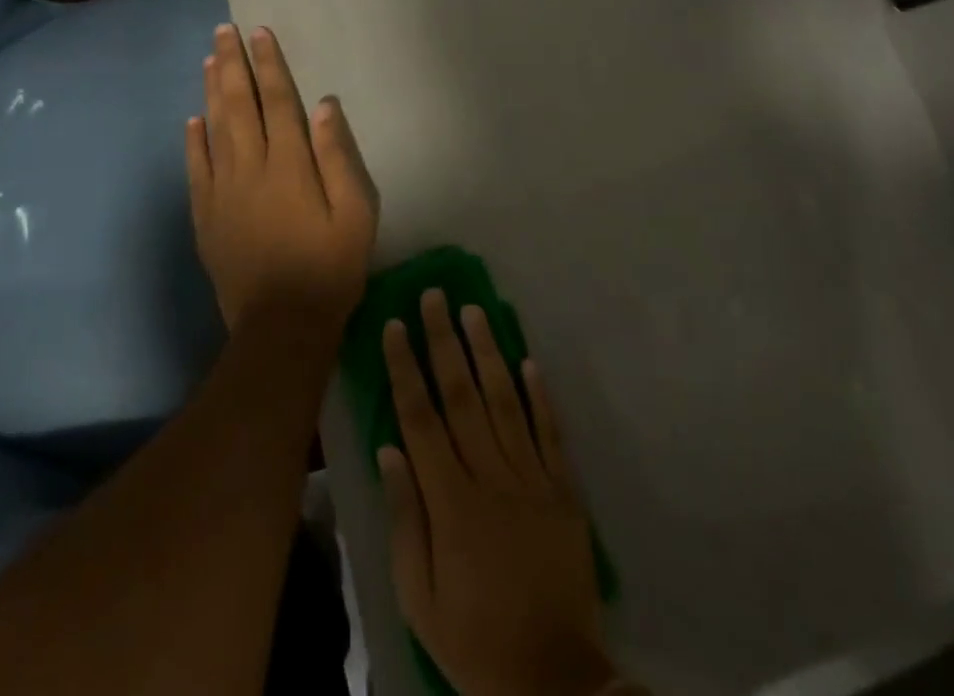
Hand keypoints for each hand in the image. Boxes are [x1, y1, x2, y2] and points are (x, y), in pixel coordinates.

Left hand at [186, 24, 378, 337]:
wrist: (282, 325)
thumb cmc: (330, 266)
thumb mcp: (356, 213)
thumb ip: (338, 157)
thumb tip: (324, 106)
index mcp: (290, 163)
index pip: (277, 100)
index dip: (269, 64)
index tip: (259, 33)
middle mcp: (251, 167)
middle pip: (238, 105)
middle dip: (232, 64)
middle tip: (224, 31)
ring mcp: (223, 191)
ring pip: (214, 129)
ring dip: (211, 91)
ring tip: (208, 60)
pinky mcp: (206, 216)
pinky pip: (196, 168)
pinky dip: (193, 141)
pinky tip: (192, 121)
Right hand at [380, 291, 615, 695]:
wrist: (554, 682)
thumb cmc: (474, 640)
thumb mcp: (419, 598)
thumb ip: (405, 519)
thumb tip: (389, 448)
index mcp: (451, 502)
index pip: (421, 418)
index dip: (406, 368)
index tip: (396, 325)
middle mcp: (491, 477)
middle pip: (462, 395)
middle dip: (444, 341)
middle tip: (435, 296)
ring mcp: (532, 479)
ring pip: (505, 401)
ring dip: (487, 352)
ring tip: (473, 310)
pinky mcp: (564, 491)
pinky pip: (550, 432)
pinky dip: (539, 394)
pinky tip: (527, 359)